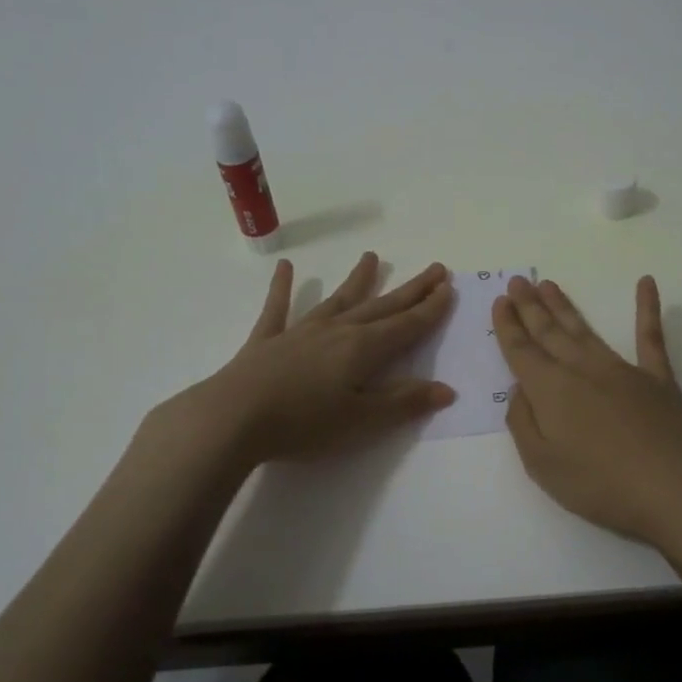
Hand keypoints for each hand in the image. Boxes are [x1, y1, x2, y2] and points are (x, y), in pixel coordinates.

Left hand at [188, 252, 455, 463]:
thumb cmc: (304, 423)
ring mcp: (300, 331)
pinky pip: (278, 308)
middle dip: (410, 289)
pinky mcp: (267, 340)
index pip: (406, 326)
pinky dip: (283, 288)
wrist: (233, 417)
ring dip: (357, 280)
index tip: (448, 287)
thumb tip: (447, 389)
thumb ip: (403, 402)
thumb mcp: (361, 420)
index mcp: (363, 349)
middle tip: (433, 269)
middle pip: (381, 306)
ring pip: (337, 300)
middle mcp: (337, 331)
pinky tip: (285, 268)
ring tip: (371, 257)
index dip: (430, 309)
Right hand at [493, 274, 681, 552]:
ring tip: (548, 284)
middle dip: (530, 307)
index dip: (508, 326)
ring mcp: (620, 369)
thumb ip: (523, 422)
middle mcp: (581, 369)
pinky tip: (646, 283)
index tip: (501, 301)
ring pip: (585, 329)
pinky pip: (650, 336)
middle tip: (518, 280)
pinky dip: (648, 308)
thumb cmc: (599, 483)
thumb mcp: (541, 464)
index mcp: (550, 390)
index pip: (521, 351)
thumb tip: (520, 389)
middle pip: (549, 332)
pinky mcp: (656, 377)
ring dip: (564, 306)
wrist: (670, 488)